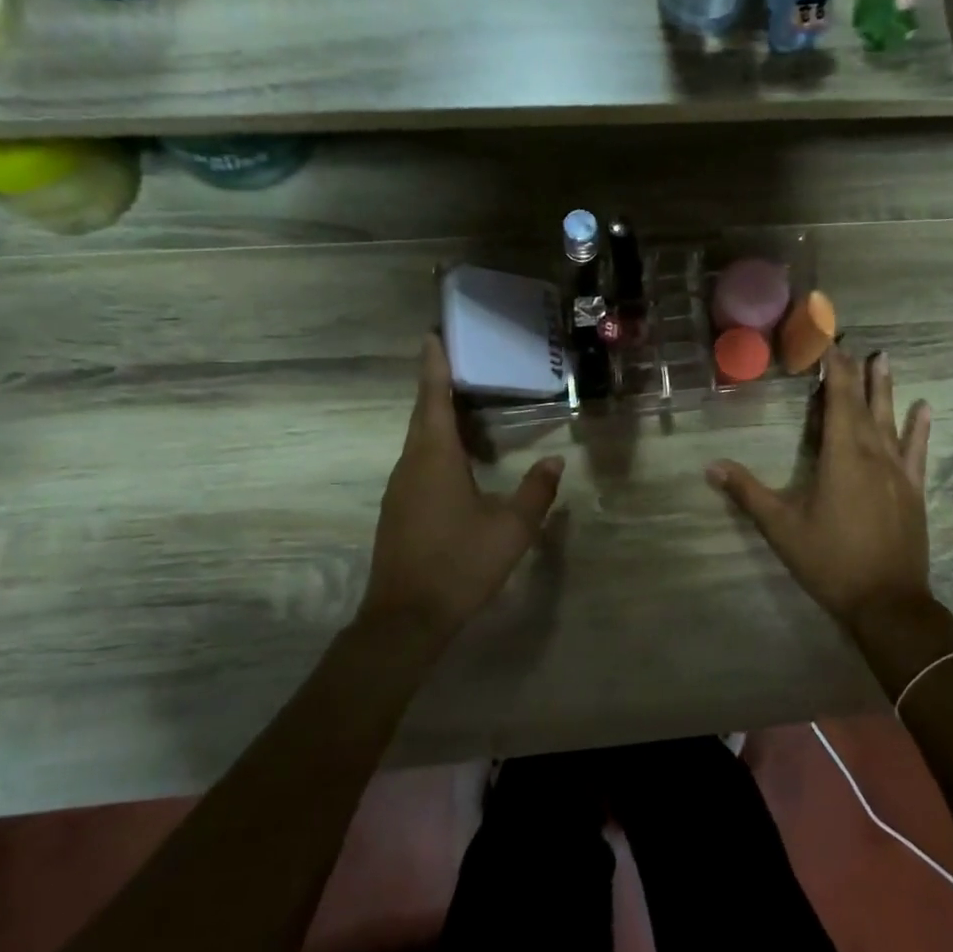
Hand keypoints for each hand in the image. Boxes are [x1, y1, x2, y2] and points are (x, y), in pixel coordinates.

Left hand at [358, 335, 564, 641]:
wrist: (406, 617)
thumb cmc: (460, 563)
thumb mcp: (511, 528)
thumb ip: (536, 490)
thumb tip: (554, 460)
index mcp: (434, 457)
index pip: (433, 398)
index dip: (434, 365)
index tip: (433, 333)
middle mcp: (410, 464)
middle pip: (423, 414)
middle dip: (438, 384)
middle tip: (460, 360)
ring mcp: (399, 488)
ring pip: (419, 440)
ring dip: (438, 416)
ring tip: (465, 402)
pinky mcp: (398, 509)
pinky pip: (418, 462)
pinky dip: (436, 445)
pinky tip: (457, 457)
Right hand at [707, 349, 932, 628]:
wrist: (887, 602)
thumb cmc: (830, 561)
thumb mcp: (781, 527)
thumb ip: (748, 493)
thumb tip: (711, 466)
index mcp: (840, 456)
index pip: (837, 400)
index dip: (833, 369)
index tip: (828, 342)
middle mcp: (872, 454)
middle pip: (862, 404)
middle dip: (854, 372)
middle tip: (851, 342)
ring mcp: (897, 471)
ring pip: (891, 420)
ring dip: (885, 389)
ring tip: (884, 358)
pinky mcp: (913, 490)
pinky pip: (917, 450)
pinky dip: (920, 427)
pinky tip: (925, 407)